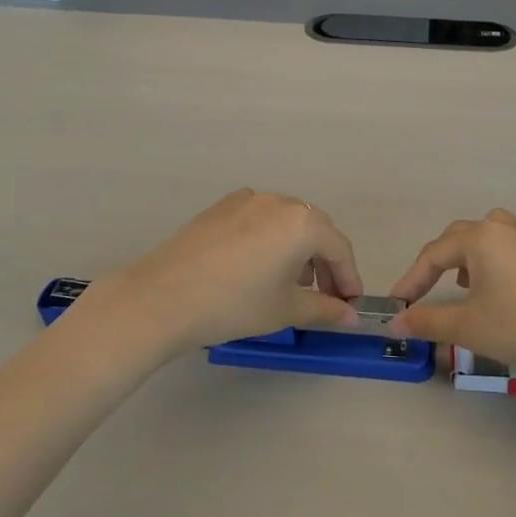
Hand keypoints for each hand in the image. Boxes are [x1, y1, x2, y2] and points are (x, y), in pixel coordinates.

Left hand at [82, 190, 362, 358]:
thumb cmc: (236, 303)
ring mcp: (247, 199)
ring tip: (290, 284)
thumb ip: (325, 309)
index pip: (339, 248)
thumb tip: (350, 317)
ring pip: (286, 222)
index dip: (349, 278)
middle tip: (325, 297)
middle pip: (315, 230)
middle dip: (325, 263)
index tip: (351, 304)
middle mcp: (279, 201)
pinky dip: (270, 239)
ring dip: (298, 250)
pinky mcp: (222, 207)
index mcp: (303, 222)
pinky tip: (258, 267)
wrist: (164, 297)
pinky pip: (260, 219)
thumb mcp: (286, 310)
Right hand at [389, 209, 515, 387]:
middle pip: (460, 237)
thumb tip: (397, 322)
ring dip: (470, 252)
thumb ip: (427, 320)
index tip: (398, 305)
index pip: (434, 255)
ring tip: (465, 280)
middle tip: (425, 292)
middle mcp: (505, 229)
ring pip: (490, 232)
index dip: (412, 280)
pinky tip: (505, 275)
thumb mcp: (467, 327)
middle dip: (438, 262)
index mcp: (480, 238)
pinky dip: (502, 254)